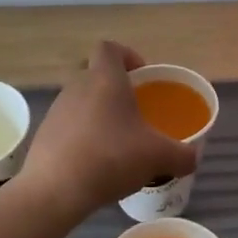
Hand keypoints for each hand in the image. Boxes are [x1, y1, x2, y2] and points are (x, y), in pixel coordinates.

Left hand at [18, 41, 197, 218]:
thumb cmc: (110, 158)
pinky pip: (69, 125)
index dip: (127, 55)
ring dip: (99, 114)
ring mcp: (57, 109)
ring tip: (118, 143)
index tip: (142, 78)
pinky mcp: (45, 134)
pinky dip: (83, 136)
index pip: (110, 47)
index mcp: (105, 78)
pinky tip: (96, 163)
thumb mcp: (158, 157)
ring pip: (82, 100)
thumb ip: (182, 154)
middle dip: (116, 89)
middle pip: (96, 74)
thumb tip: (192, 157)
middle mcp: (77, 86)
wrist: (54, 190)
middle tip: (135, 113)